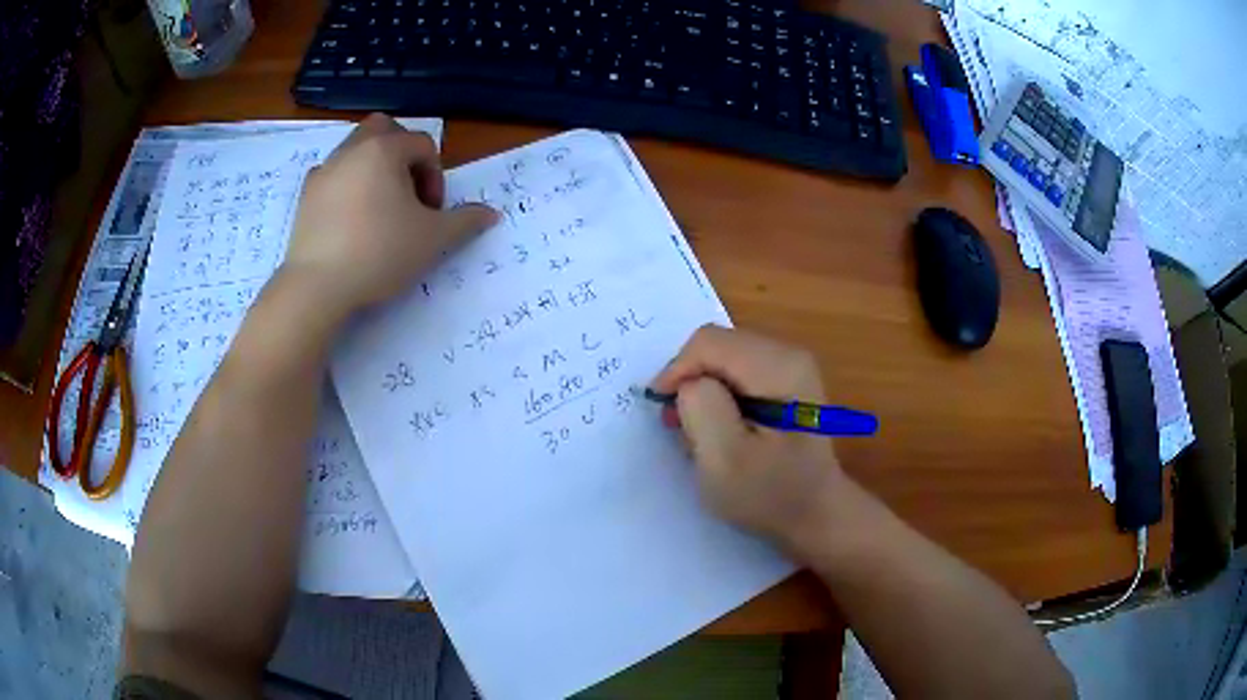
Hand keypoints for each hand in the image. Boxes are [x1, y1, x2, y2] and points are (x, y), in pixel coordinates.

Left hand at [280, 113, 497, 319]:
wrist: (318, 285)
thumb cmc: (380, 253)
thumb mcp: (433, 239)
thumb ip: (465, 221)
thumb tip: (491, 213)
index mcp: (385, 149)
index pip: (423, 145)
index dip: (435, 176)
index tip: (431, 212)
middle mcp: (353, 149)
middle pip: (385, 129)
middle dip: (402, 153)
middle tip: (407, 190)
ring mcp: (325, 170)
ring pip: (355, 149)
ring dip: (374, 166)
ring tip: (379, 206)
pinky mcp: (306, 195)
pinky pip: (332, 174)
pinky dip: (346, 184)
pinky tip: (350, 217)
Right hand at [651, 325, 849, 551]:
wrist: (816, 514)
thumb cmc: (770, 494)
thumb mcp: (725, 459)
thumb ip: (702, 408)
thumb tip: (690, 383)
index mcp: (778, 367)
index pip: (708, 343)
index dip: (677, 371)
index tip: (663, 412)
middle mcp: (788, 354)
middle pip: (717, 346)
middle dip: (690, 380)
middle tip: (679, 425)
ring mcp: (790, 366)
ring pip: (723, 357)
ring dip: (702, 390)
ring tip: (699, 432)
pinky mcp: (786, 380)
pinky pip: (736, 371)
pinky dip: (718, 395)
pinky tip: (721, 428)